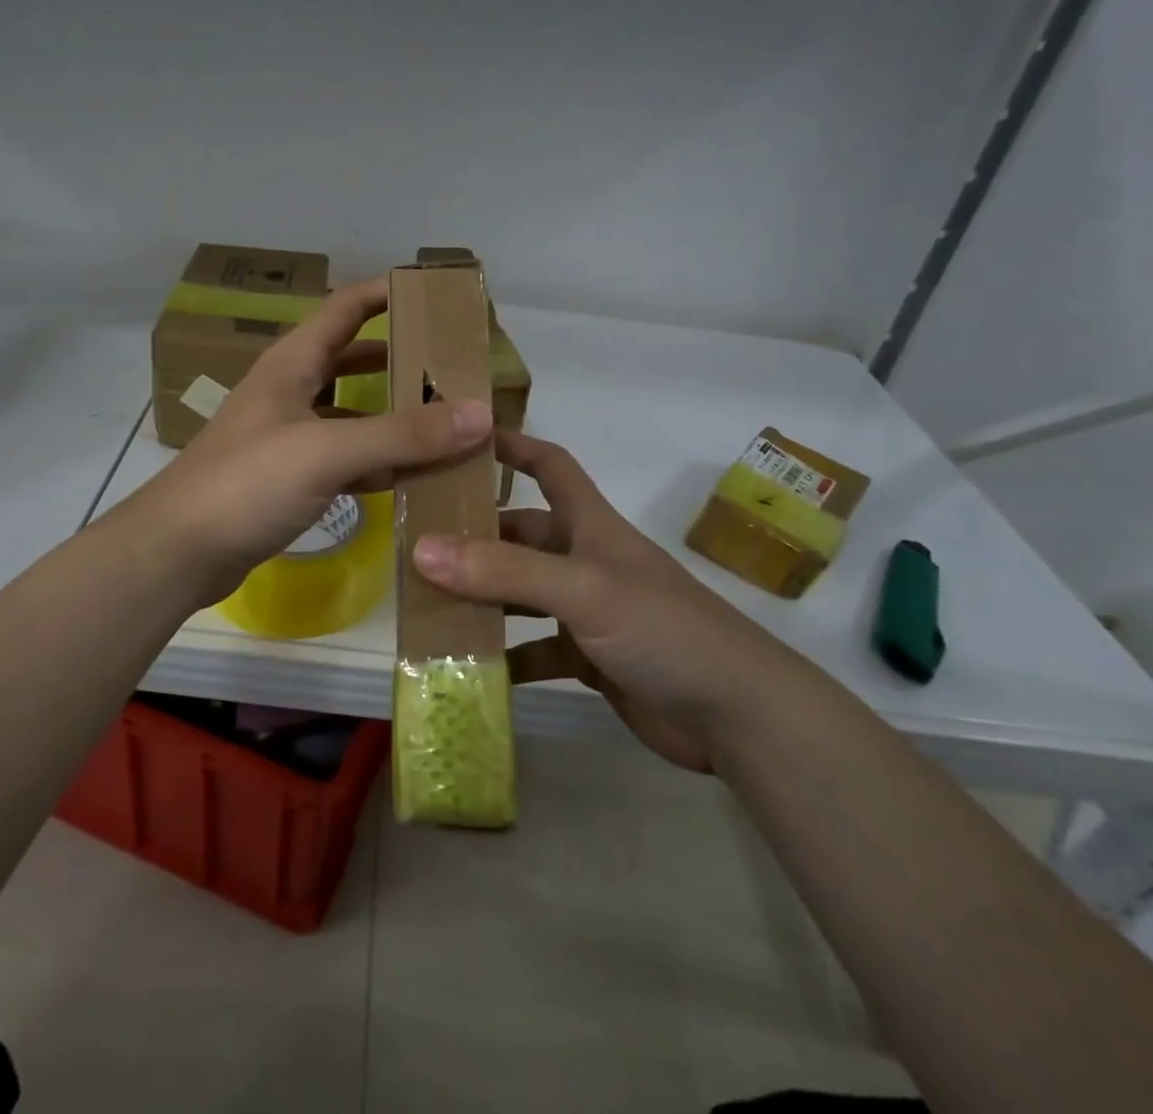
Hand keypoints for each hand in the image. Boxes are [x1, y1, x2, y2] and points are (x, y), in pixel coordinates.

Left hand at [118, 277, 492, 605]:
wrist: (178, 551)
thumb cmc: (246, 483)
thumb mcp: (326, 451)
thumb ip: (402, 434)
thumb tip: (481, 413)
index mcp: (293, 363)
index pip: (347, 307)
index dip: (388, 293)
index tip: (438, 295)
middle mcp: (291, 390)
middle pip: (353, 358)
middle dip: (401, 357)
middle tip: (455, 366)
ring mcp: (289, 435)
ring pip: (352, 411)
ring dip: (393, 413)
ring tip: (447, 419)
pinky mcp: (289, 477)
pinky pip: (344, 457)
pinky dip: (377, 461)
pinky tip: (411, 474)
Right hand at [411, 432, 805, 773]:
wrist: (737, 714)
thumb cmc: (663, 629)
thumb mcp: (582, 589)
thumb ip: (505, 571)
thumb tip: (421, 549)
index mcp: (590, 526)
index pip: (550, 465)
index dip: (513, 446)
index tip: (462, 438)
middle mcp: (585, 560)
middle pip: (522, 534)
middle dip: (476, 535)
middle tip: (415, 542)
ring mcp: (588, 611)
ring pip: (522, 593)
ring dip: (482, 598)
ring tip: (426, 603)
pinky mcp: (590, 659)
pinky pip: (535, 649)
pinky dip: (506, 655)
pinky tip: (468, 665)